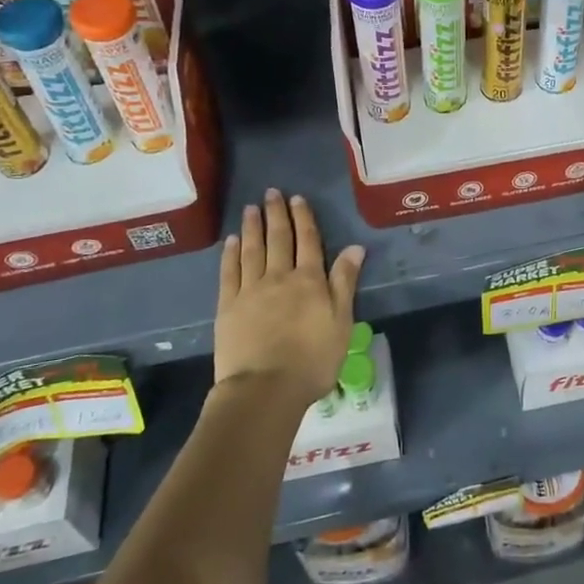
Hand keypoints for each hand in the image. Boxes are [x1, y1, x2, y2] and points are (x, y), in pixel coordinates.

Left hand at [214, 189, 364, 410]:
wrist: (265, 389)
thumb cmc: (312, 360)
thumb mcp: (342, 322)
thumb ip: (345, 282)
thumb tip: (354, 247)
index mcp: (309, 280)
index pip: (308, 241)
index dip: (303, 218)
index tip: (297, 199)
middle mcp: (279, 277)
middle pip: (278, 239)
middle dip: (276, 215)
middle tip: (272, 193)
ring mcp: (250, 290)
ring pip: (252, 250)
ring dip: (252, 227)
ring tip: (251, 209)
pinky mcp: (228, 307)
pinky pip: (230, 272)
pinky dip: (231, 254)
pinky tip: (231, 241)